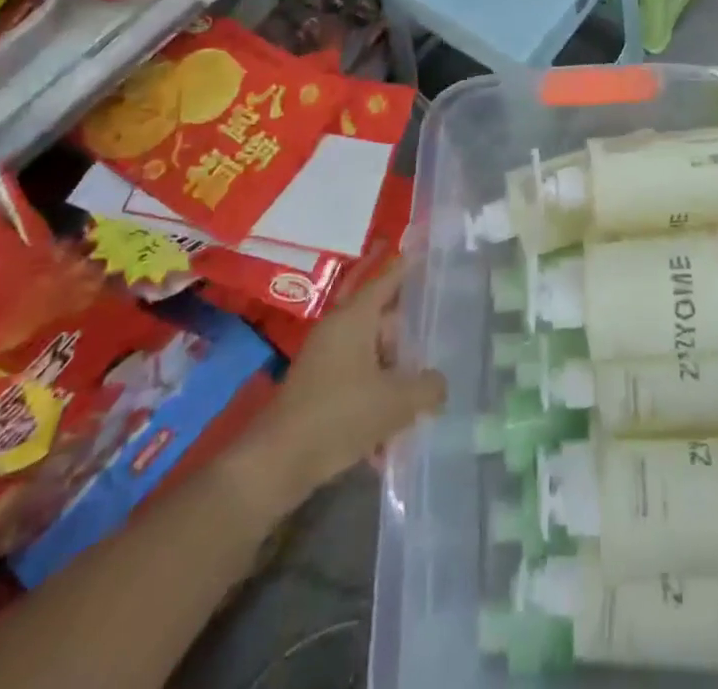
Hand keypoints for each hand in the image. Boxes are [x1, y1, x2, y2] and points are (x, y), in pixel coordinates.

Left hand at [229, 253, 445, 512]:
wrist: (275, 465)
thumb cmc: (339, 416)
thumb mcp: (397, 402)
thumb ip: (428, 387)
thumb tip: (439, 383)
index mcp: (355, 317)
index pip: (387, 280)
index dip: (408, 267)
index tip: (428, 253)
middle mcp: (339, 330)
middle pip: (383, 321)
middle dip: (411, 336)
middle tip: (442, 341)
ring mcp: (326, 360)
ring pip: (373, 356)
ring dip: (396, 376)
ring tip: (423, 396)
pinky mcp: (318, 390)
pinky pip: (358, 383)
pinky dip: (376, 400)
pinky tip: (391, 437)